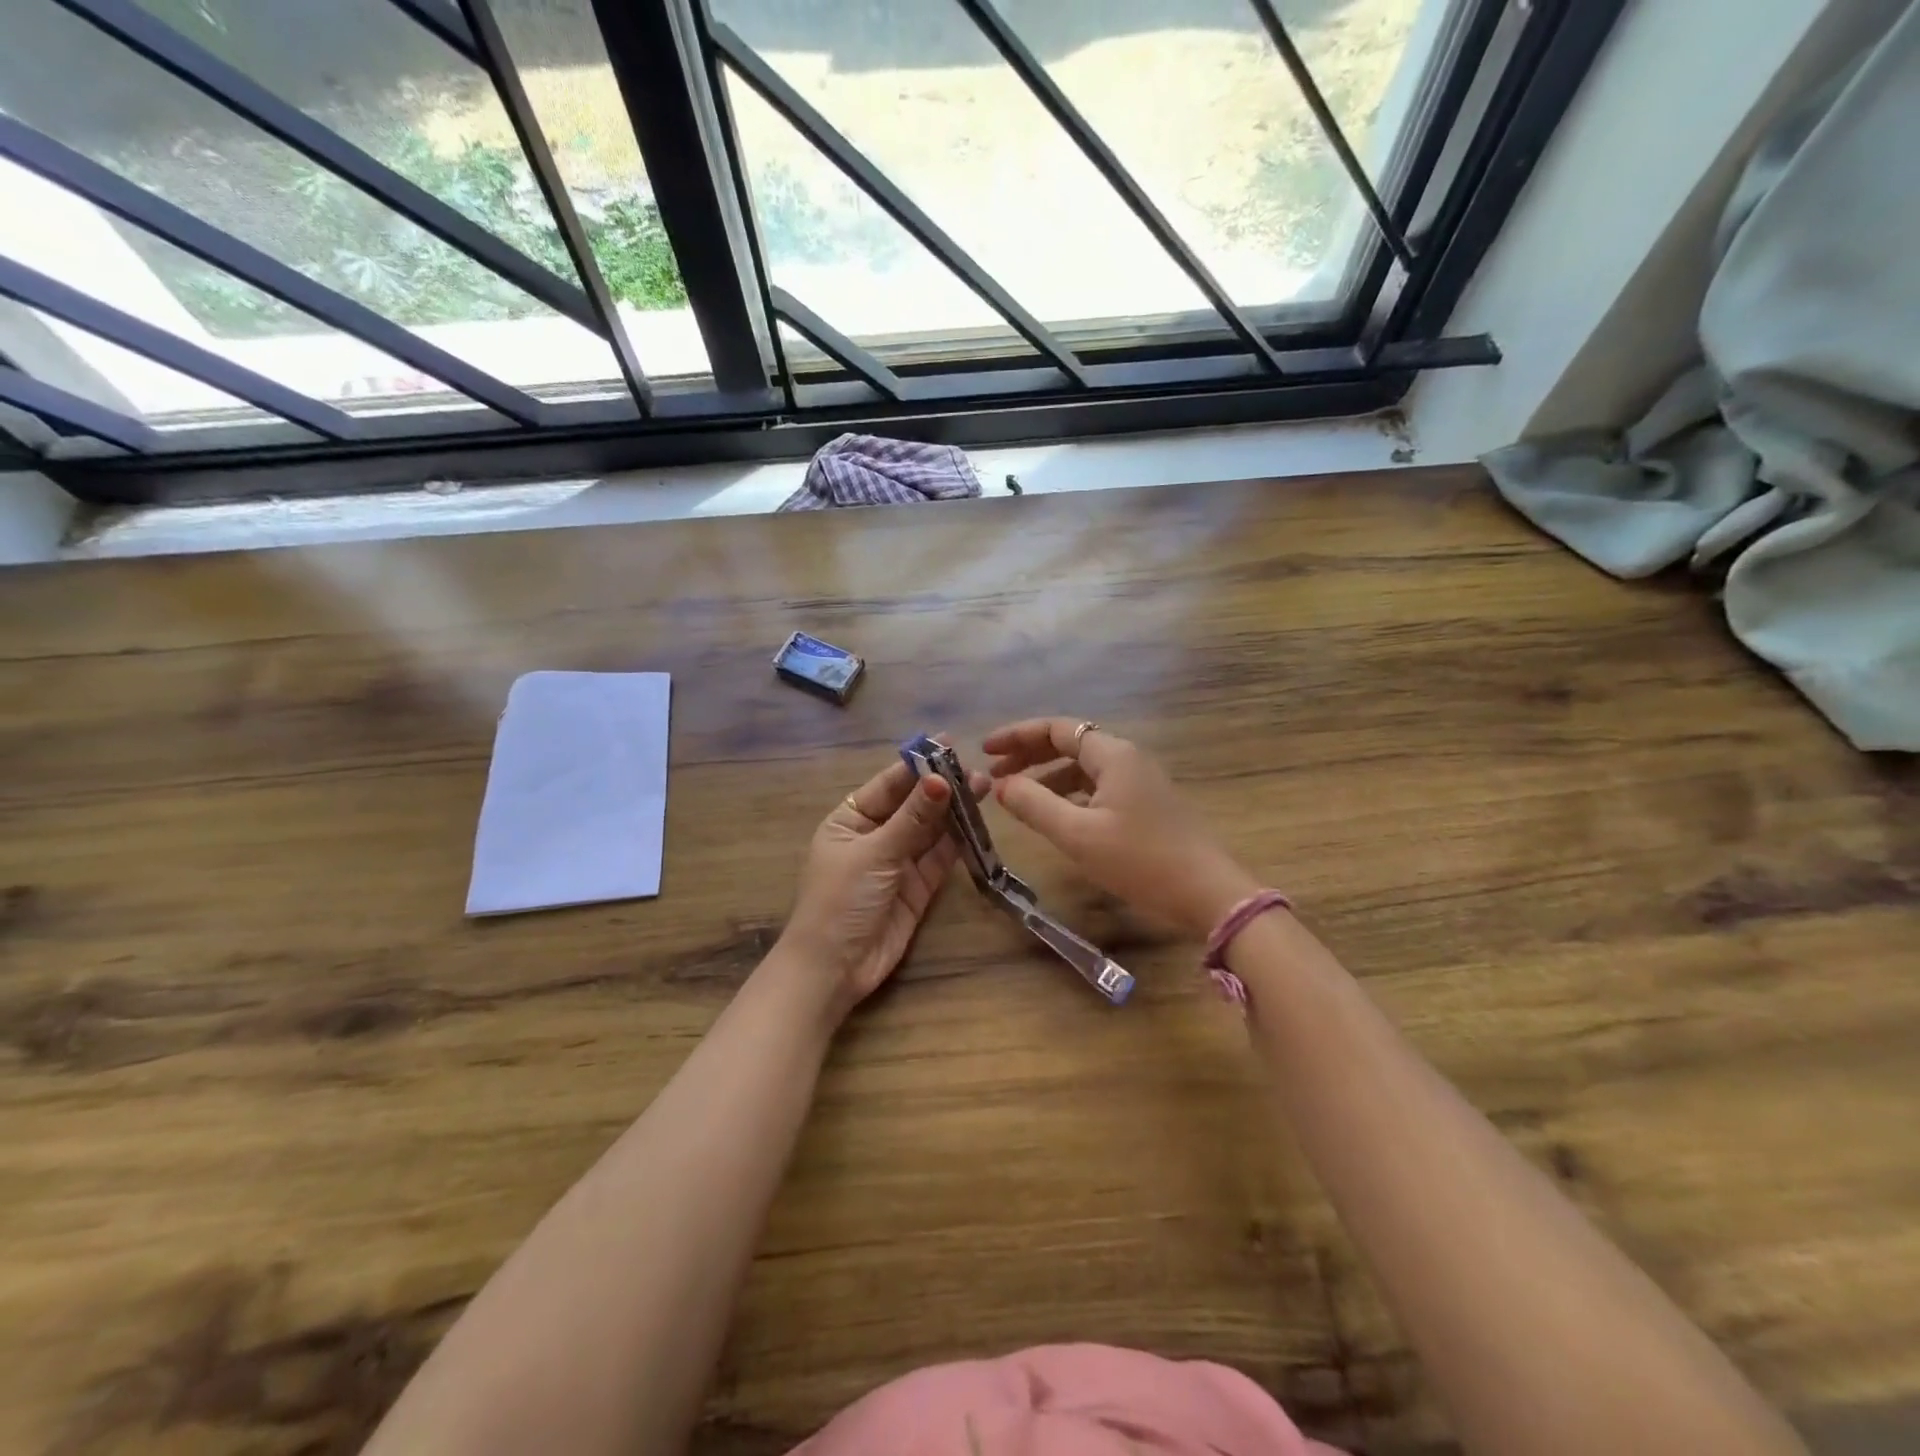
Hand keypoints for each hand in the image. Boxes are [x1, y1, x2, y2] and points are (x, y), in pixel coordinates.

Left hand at [776, 749, 986, 1025]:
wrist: (833, 969)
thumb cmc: (840, 901)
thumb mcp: (874, 853)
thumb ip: (912, 819)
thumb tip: (940, 779)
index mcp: (849, 820)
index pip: (888, 784)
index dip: (918, 765)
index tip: (949, 743)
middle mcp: (874, 836)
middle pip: (913, 805)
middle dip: (942, 788)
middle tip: (977, 769)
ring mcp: (897, 862)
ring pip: (930, 830)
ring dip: (954, 811)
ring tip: (984, 787)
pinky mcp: (917, 887)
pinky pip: (939, 857)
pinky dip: (957, 841)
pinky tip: (977, 822)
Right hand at [983, 718, 1259, 938]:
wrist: (1208, 894)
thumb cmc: (1140, 860)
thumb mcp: (1078, 835)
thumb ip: (1034, 805)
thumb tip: (1002, 785)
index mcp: (1112, 754)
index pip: (1056, 729)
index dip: (1017, 736)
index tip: (985, 750)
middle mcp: (1128, 758)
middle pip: (1070, 743)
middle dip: (1030, 754)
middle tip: (995, 772)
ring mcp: (1141, 781)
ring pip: (1084, 768)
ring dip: (1048, 776)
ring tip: (1018, 796)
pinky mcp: (1147, 805)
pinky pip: (1098, 787)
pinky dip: (1070, 794)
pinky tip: (1056, 815)